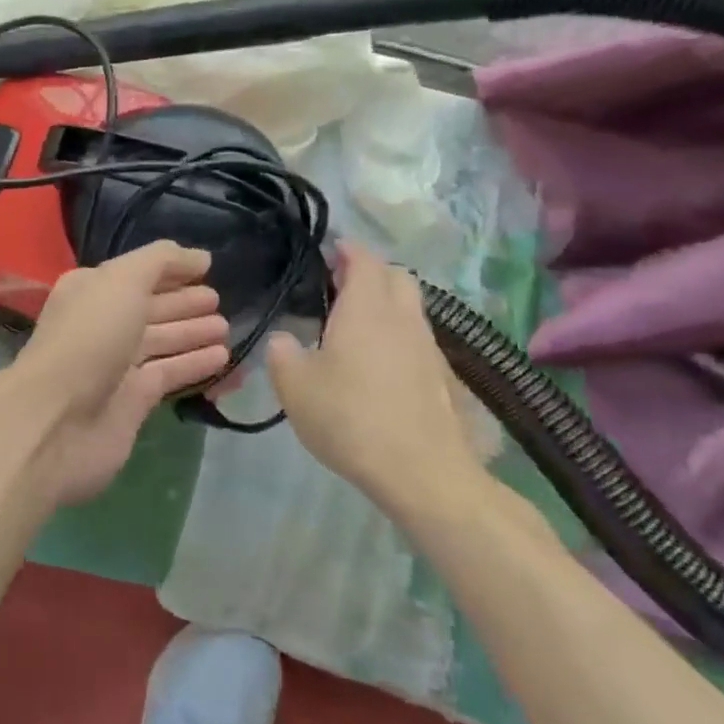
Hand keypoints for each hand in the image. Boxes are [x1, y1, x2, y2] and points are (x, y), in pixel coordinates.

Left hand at [6, 241, 229, 505]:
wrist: (59, 419)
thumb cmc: (89, 337)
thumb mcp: (122, 281)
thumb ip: (161, 261)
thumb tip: (200, 257)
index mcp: (91, 290)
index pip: (136, 273)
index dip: (169, 270)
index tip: (207, 268)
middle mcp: (102, 323)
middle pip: (149, 308)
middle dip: (183, 302)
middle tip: (220, 300)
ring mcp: (116, 363)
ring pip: (161, 341)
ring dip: (192, 333)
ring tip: (226, 327)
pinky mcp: (133, 400)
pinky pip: (169, 373)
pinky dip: (194, 364)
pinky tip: (222, 357)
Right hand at [266, 243, 494, 519]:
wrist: (423, 474)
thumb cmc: (350, 418)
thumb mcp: (294, 386)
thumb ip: (282, 353)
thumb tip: (284, 339)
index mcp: (366, 309)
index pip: (363, 260)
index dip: (346, 250)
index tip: (327, 251)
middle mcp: (402, 318)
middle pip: (396, 277)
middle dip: (370, 272)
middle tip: (339, 286)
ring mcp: (428, 348)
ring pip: (410, 308)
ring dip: (386, 304)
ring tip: (354, 325)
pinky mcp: (442, 378)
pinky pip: (417, 339)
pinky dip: (397, 336)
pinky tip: (377, 364)